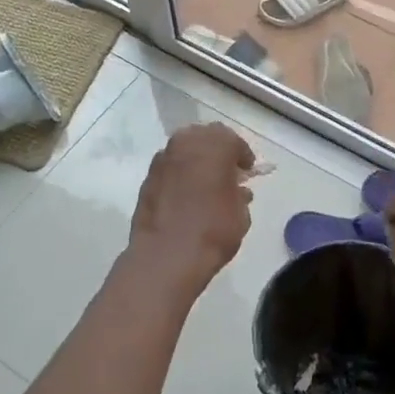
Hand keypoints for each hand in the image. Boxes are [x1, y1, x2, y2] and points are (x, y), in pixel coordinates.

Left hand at [123, 123, 254, 301]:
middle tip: (226, 171)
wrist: (166, 257)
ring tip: (205, 182)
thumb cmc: (212, 231)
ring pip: (184, 148)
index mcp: (214, 146)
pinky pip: (169, 166)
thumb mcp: (241, 214)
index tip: (247, 171)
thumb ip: (240, 194)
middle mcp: (186, 144)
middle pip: (206, 136)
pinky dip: (180, 173)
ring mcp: (162, 160)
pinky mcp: (147, 178)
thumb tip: (236, 190)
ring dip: (196, 159)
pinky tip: (185, 194)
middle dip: (218, 149)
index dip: (243, 156)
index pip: (233, 141)